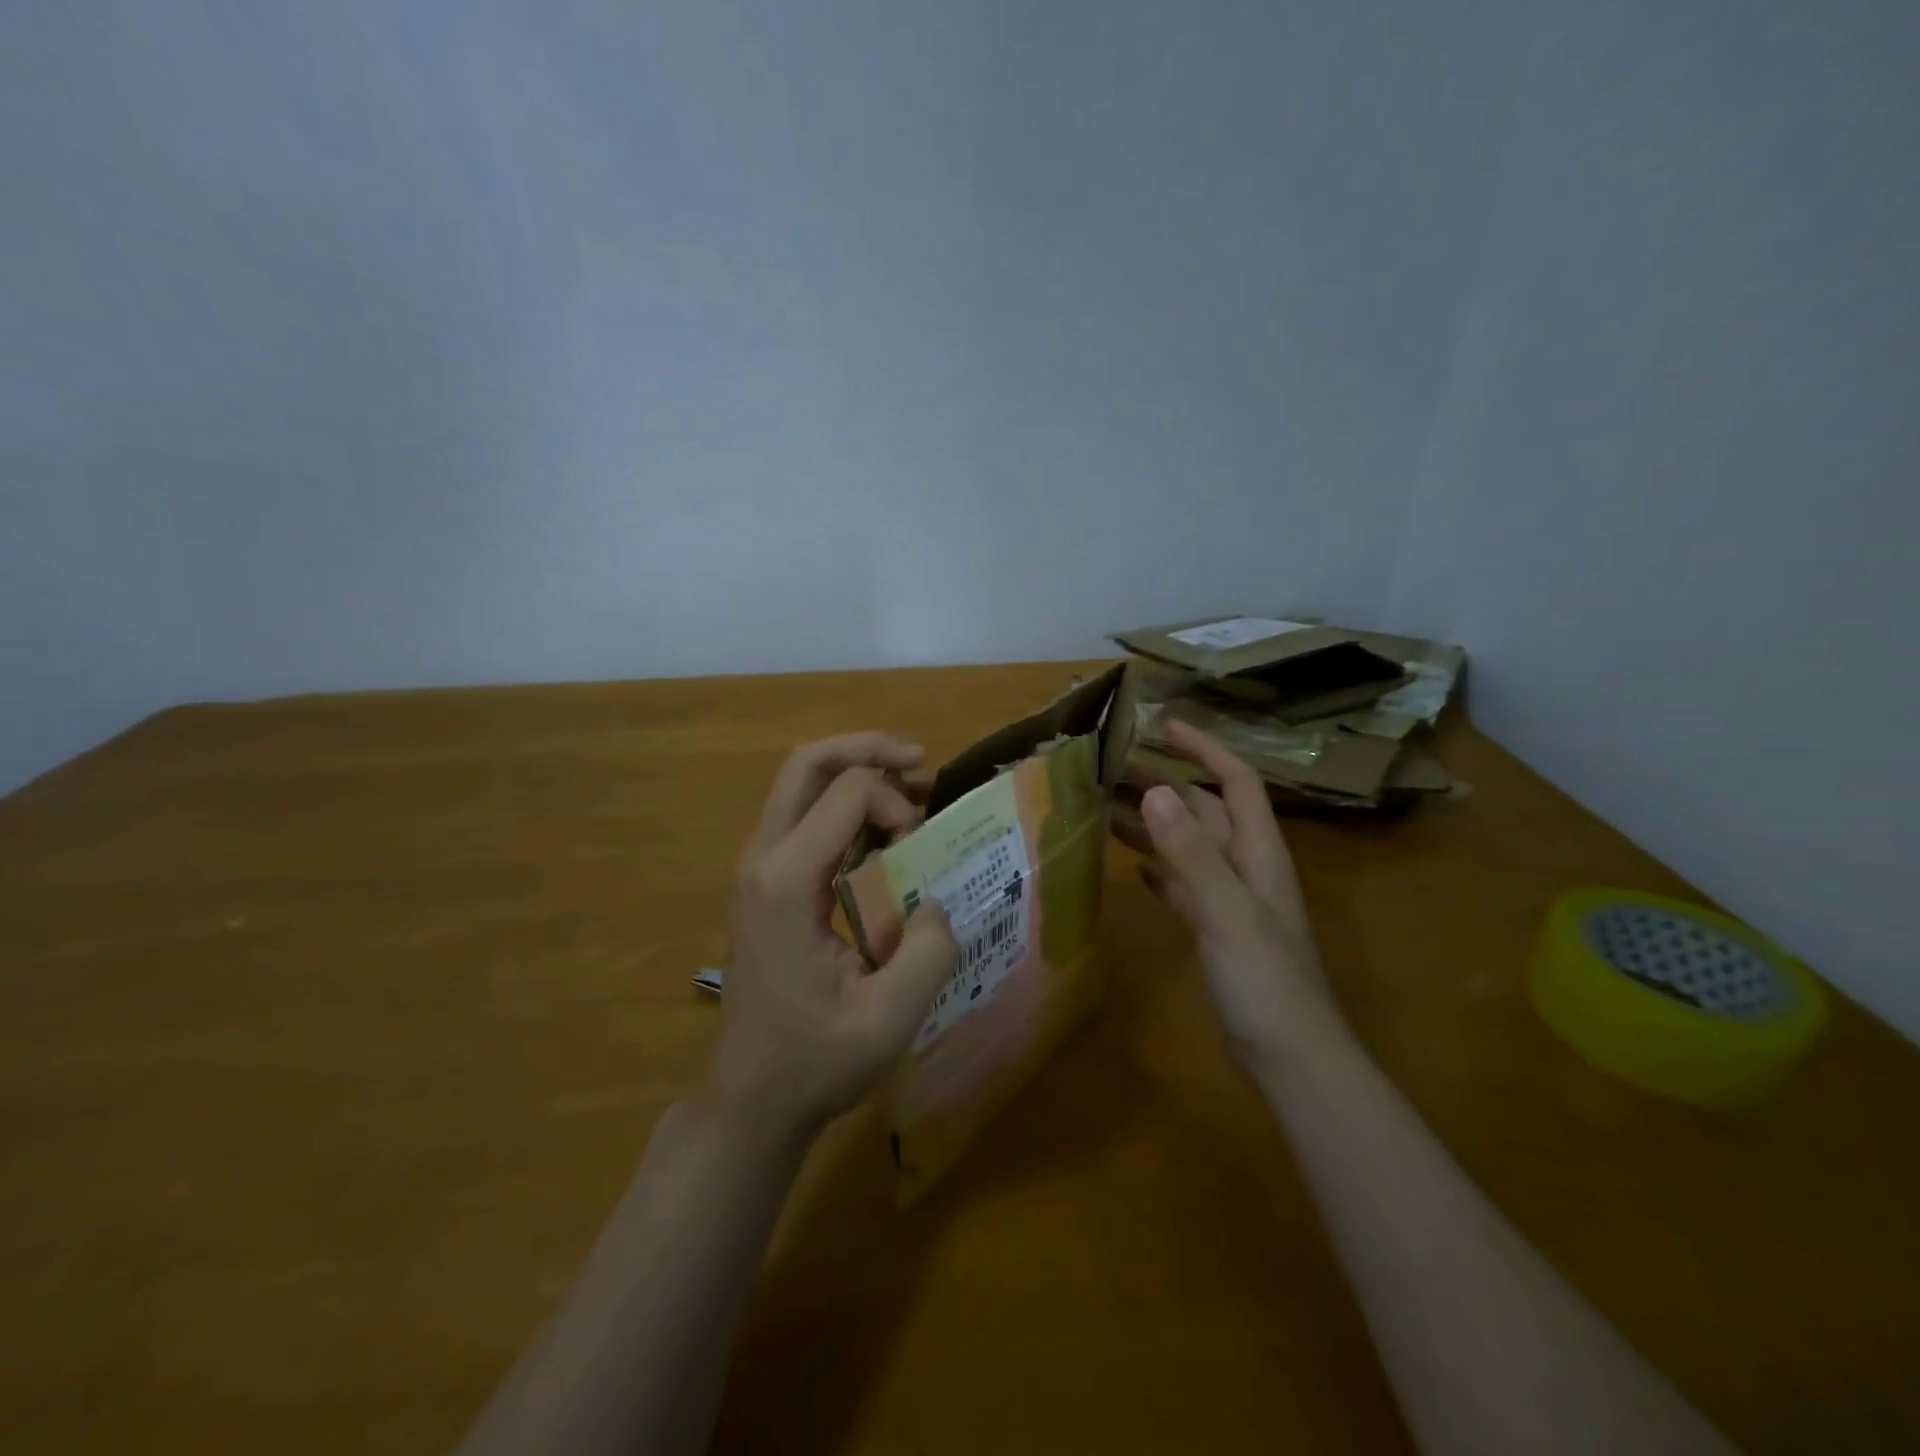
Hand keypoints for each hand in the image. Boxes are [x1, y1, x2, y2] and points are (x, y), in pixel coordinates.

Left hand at [708, 733, 959, 1142]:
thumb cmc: (814, 1061)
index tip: (920, 848)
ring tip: (910, 788)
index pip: (845, 792)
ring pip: (801, 784)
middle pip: (807, 764)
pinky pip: (804, 817)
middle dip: (866, 749)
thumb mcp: (889, 1019)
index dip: (895, 803)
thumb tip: (938, 901)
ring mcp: (758, 869)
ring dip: (856, 773)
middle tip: (919, 759)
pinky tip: (884, 830)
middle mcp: (763, 859)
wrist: (751, 1098)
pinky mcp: (766, 884)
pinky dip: (845, 806)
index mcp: (786, 881)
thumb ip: (929, 952)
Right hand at [1115, 720, 1342, 1073]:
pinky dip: (1160, 869)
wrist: (1290, 1059)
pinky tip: (1134, 867)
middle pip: (1204, 811)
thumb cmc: (1265, 982)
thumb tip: (1154, 791)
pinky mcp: (1215, 931)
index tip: (1164, 727)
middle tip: (1110, 770)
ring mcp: (1230, 900)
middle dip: (1163, 785)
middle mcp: (1245, 868)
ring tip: (1106, 810)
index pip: (1236, 782)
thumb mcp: (1227, 912)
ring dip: (1154, 825)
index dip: (1205, 749)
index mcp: (1258, 854)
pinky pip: (1183, 884)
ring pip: (1188, 846)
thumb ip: (1191, 853)